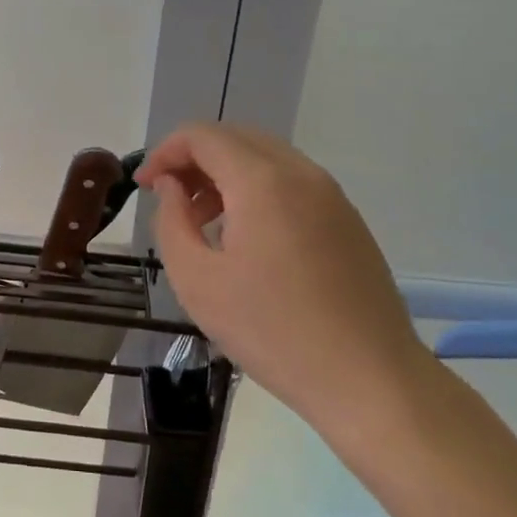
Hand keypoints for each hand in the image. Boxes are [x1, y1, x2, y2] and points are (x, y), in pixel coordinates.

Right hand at [136, 123, 433, 456]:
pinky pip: (290, 182)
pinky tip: (246, 237)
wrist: (371, 380)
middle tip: (170, 199)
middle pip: (235, 138)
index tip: (145, 186)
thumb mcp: (198, 281)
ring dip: (225, 174)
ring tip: (203, 222)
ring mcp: (331, 194)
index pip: (203, 136)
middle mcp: (300, 173)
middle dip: (194, 159)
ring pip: (264, 157)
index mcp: (262, 182)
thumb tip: (172, 187)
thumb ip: (171, 222)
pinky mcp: (347, 219)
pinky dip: (256, 189)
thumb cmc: (273, 332)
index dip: (164, 152)